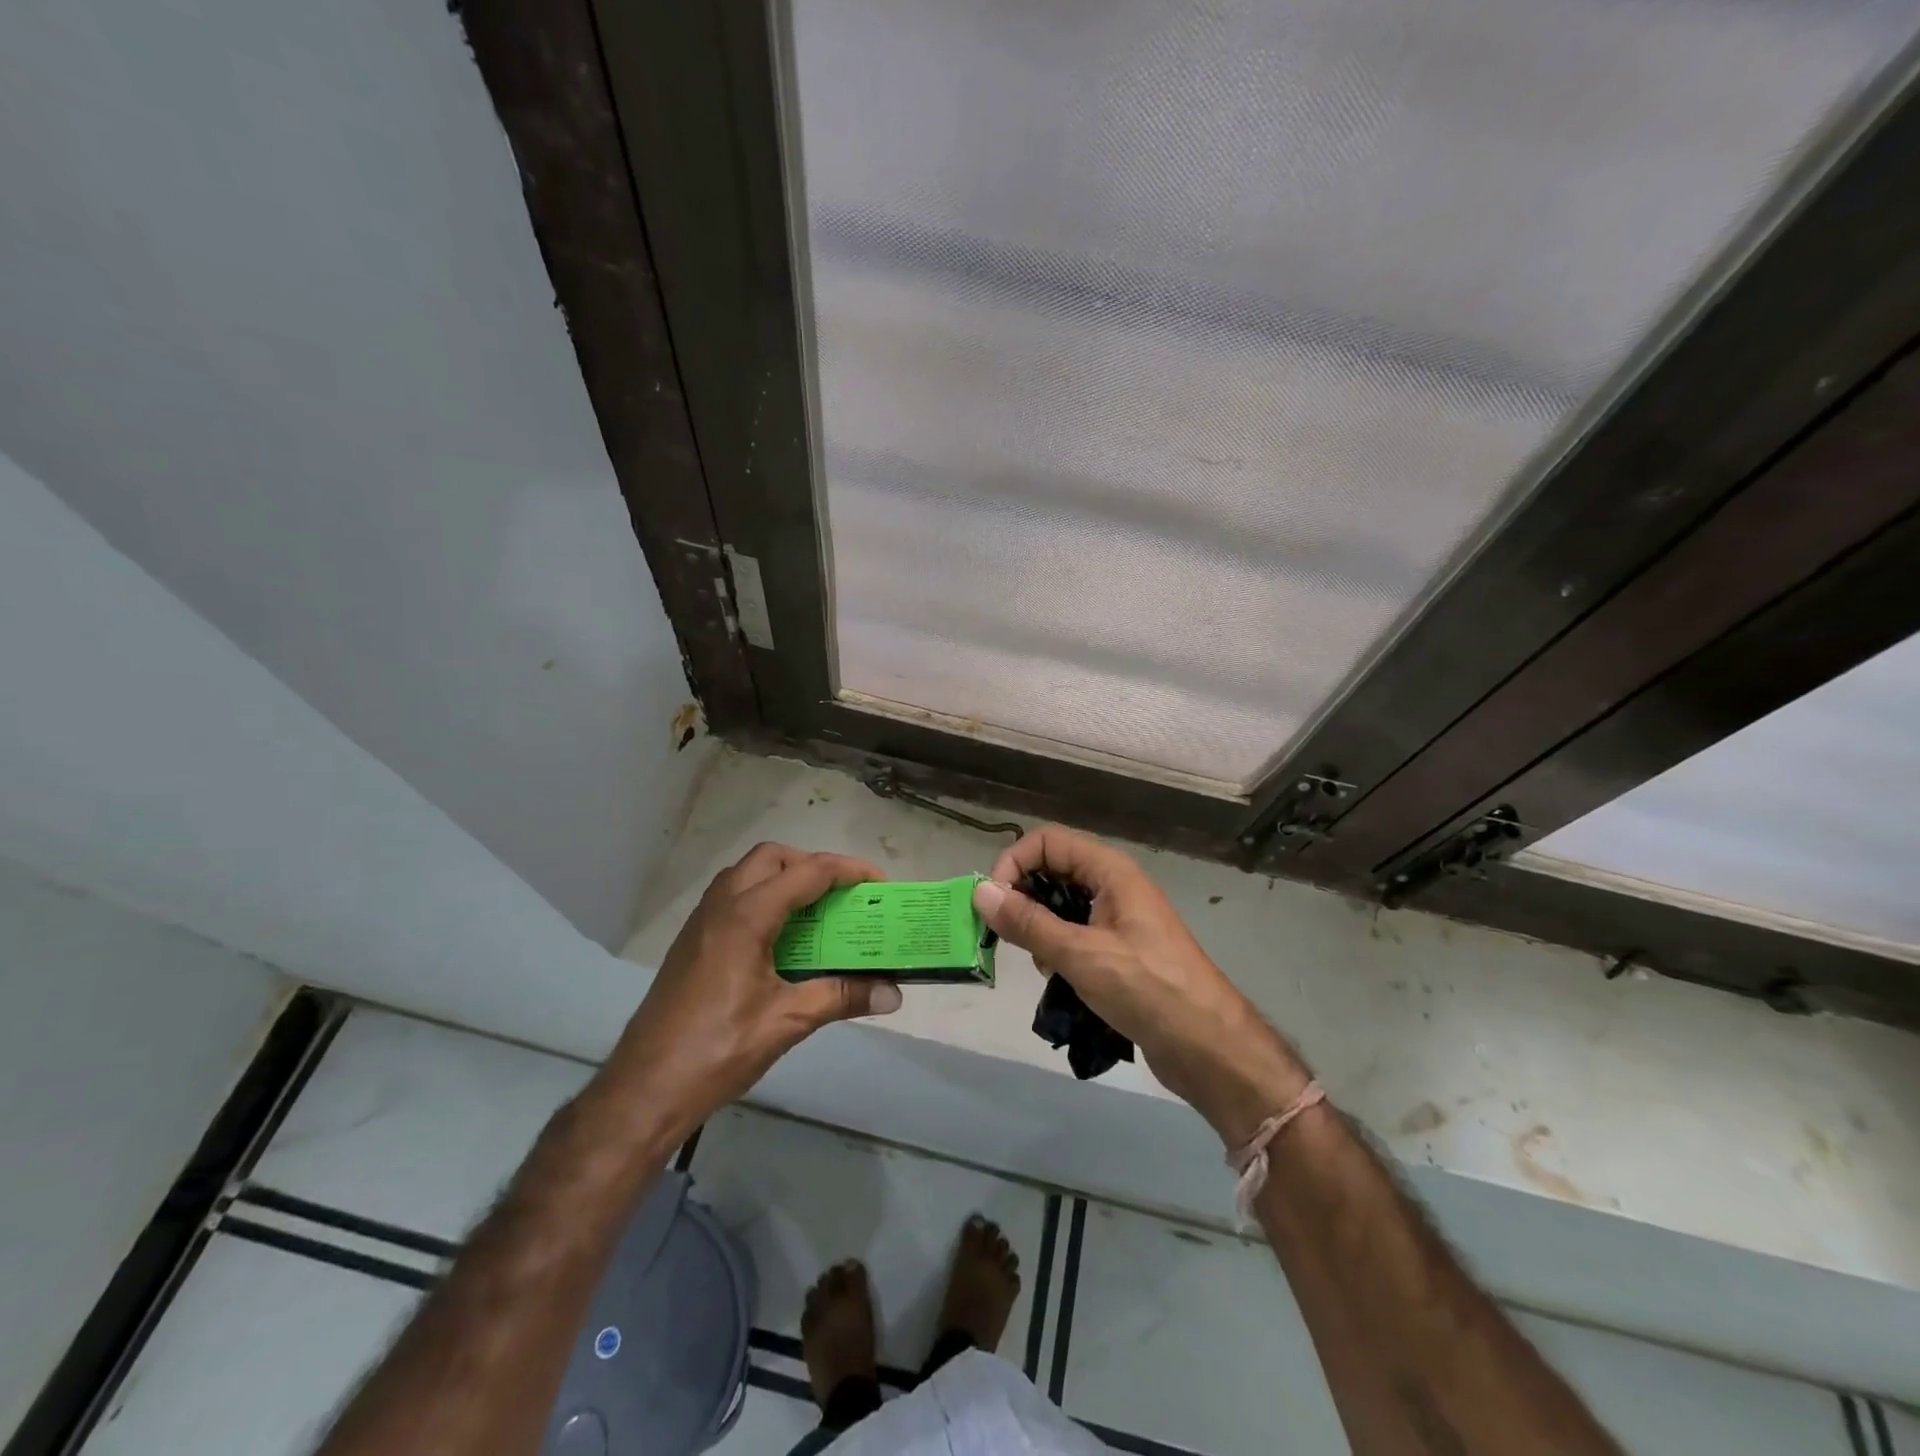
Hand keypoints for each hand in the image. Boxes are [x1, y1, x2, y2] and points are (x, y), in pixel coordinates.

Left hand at [603, 843, 901, 1139]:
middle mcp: (722, 904)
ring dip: (785, 879)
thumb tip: (893, 994)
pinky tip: (780, 939)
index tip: (879, 884)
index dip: (848, 870)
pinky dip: (764, 898)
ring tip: (816, 912)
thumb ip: (841, 997)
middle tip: (842, 895)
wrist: (644, 1087)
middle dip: (813, 865)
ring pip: (748, 874)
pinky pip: (733, 896)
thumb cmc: (718, 1049)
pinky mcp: (692, 940)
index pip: (808, 872)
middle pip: (773, 857)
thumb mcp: (787, 1022)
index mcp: (747, 914)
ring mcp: (701, 920)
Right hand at [975, 825, 1309, 1144]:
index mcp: (1110, 872)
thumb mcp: (1081, 954)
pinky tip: (1061, 982)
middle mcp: (1114, 886)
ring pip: (1060, 906)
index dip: (1014, 863)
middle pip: (1052, 871)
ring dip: (1040, 931)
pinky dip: (1058, 952)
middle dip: (1023, 899)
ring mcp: (1118, 919)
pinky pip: (1074, 935)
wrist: (1210, 1048)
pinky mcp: (1119, 951)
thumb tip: (981, 892)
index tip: (993, 904)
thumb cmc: (1149, 989)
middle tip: (1008, 937)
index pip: (1047, 841)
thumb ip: (1029, 922)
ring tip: (1043, 966)